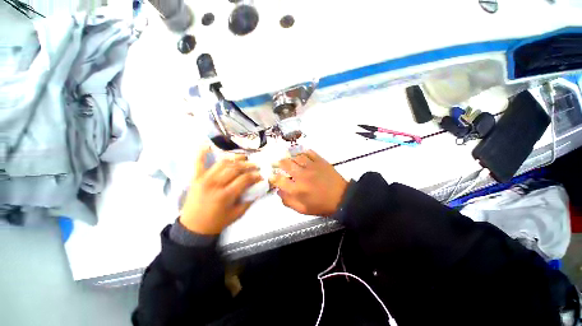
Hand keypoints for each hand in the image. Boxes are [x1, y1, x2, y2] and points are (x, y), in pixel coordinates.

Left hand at [180, 147, 262, 234]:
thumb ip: (250, 200)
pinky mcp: (196, 178)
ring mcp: (204, 179)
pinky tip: (208, 145)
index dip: (255, 175)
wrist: (193, 228)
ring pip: (222, 163)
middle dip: (248, 165)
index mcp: (225, 195)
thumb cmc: (217, 222)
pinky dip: (202, 153)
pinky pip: (198, 162)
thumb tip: (260, 188)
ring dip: (234, 158)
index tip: (261, 175)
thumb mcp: (237, 214)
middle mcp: (215, 184)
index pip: (244, 179)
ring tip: (244, 158)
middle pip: (235, 168)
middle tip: (256, 165)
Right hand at [271, 150, 347, 215]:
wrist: (342, 198)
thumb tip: (279, 191)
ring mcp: (311, 166)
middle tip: (276, 163)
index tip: (271, 176)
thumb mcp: (302, 210)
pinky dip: (303, 152)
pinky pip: (309, 153)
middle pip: (285, 164)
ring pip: (296, 157)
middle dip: (278, 163)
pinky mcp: (320, 161)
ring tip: (288, 159)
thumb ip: (288, 201)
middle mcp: (301, 175)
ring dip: (290, 157)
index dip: (272, 178)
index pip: (279, 180)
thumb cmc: (321, 206)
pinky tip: (302, 155)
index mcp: (296, 189)